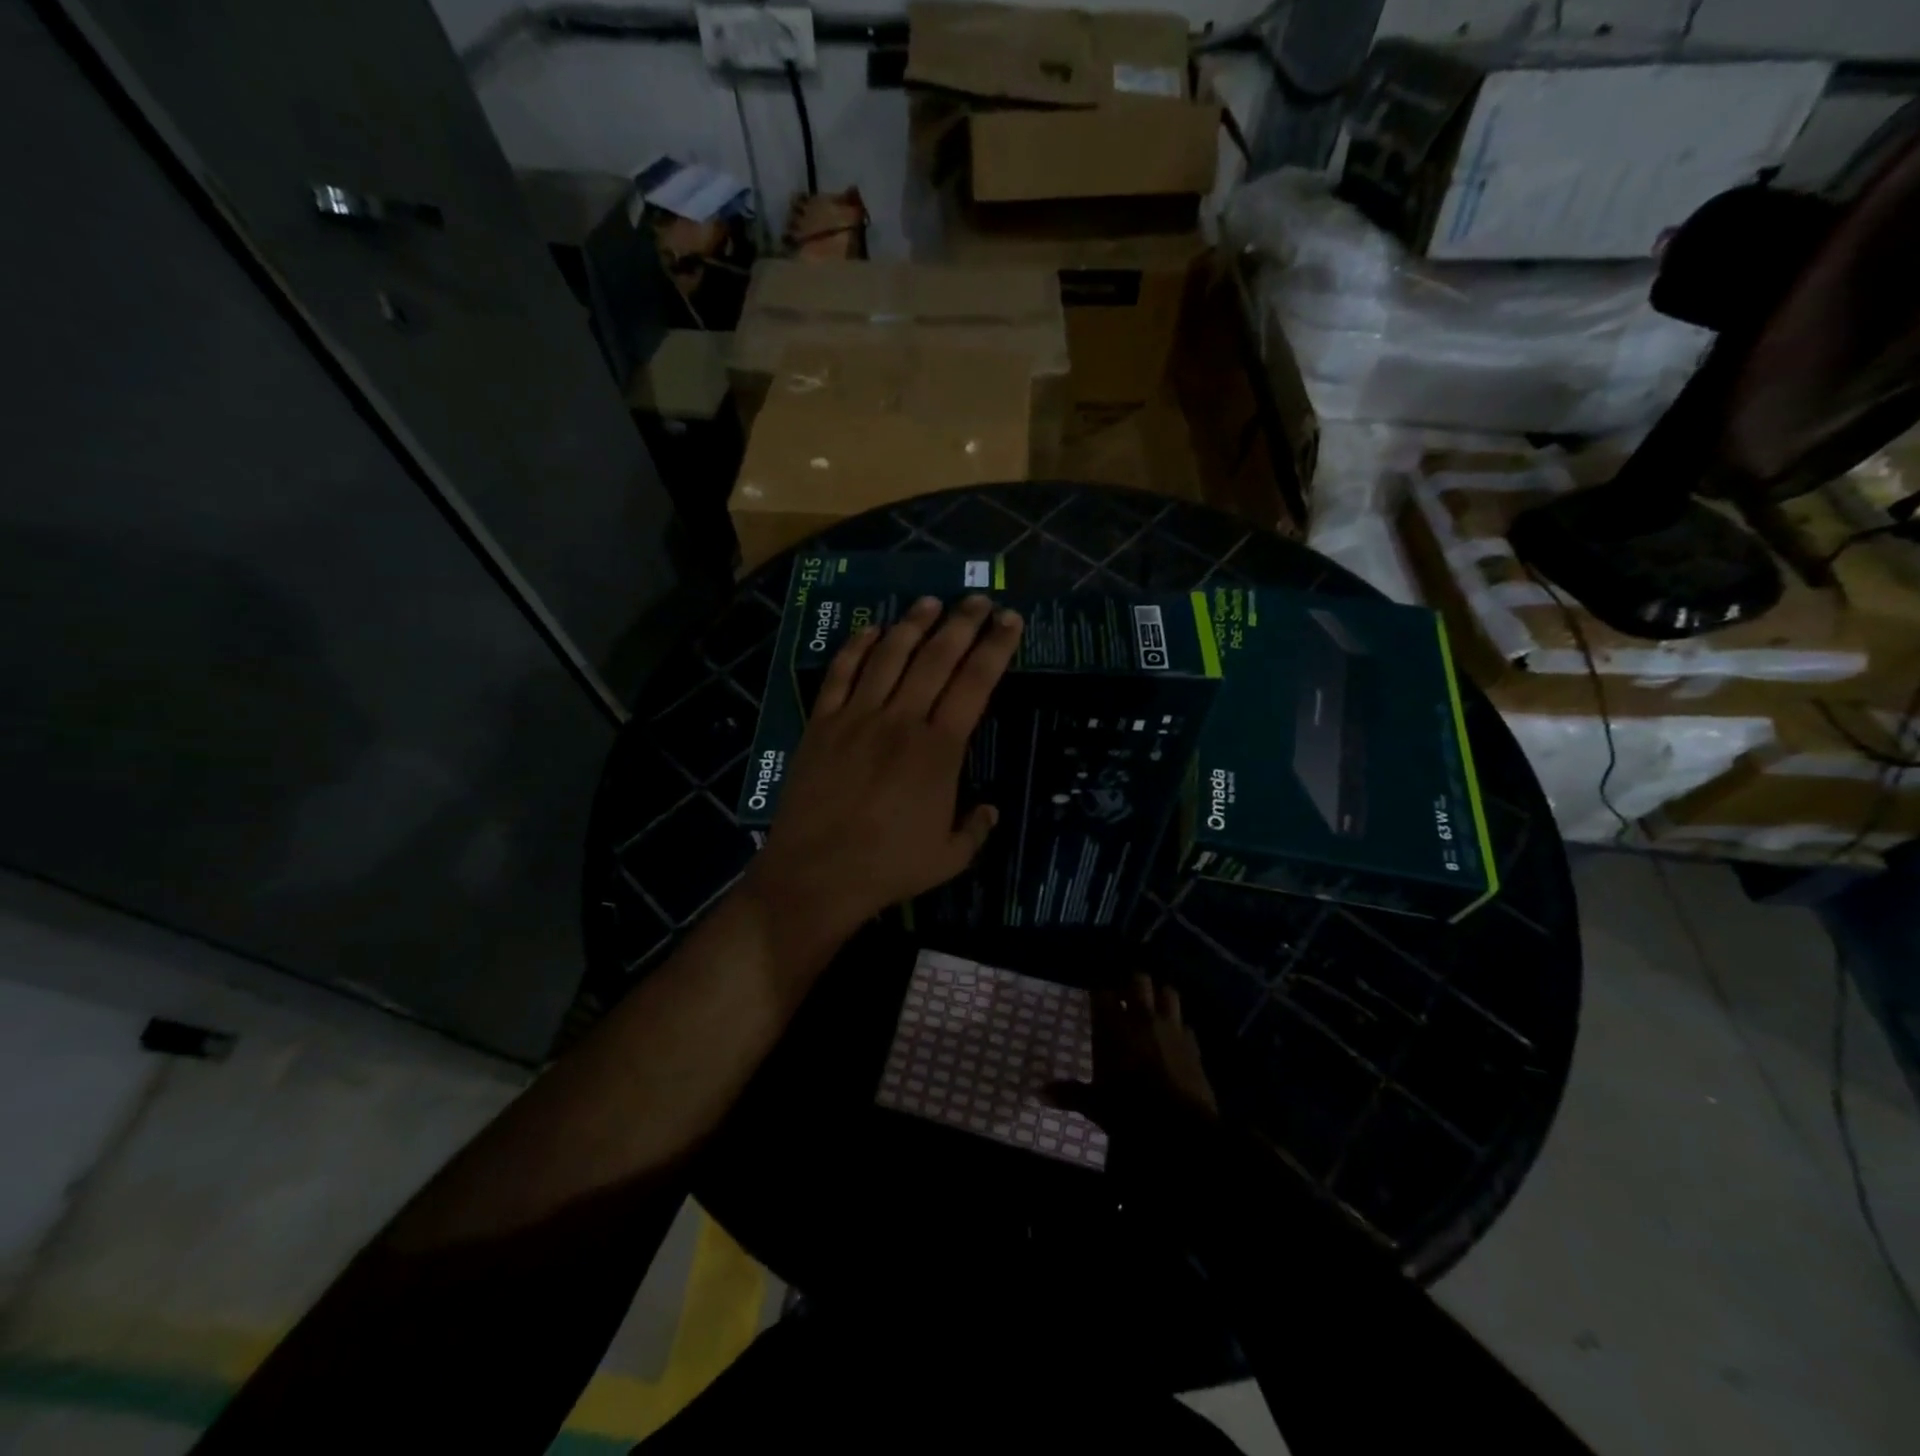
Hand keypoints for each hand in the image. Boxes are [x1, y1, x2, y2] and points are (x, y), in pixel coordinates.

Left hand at [739, 593, 1022, 972]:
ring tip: (930, 602)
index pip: (975, 683)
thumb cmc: (888, 868)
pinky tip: (871, 629)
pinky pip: (841, 673)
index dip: (996, 647)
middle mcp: (901, 721)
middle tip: (978, 600)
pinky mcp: (822, 724)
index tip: (1010, 620)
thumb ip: (976, 829)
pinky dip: (857, 646)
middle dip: (962, 623)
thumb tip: (990, 809)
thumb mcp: (950, 858)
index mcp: (939, 749)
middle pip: (936, 657)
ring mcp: (857, 717)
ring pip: (889, 655)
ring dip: (912, 624)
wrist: (815, 874)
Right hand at [1052, 973, 1219, 1139]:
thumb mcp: (1095, 1105)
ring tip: (1152, 1006)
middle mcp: (1142, 1018)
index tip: (1095, 999)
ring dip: (1159, 995)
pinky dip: (1179, 1026)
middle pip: (1138, 981)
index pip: (1102, 994)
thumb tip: (1039, 1093)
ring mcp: (1171, 1028)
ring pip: (1167, 993)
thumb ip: (1070, 1093)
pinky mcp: (1193, 1044)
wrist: (1181, 1127)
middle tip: (1125, 996)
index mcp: (1113, 1027)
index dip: (1099, 994)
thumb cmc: (1129, 1111)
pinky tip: (1174, 1037)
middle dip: (1132, 984)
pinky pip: (1185, 1024)